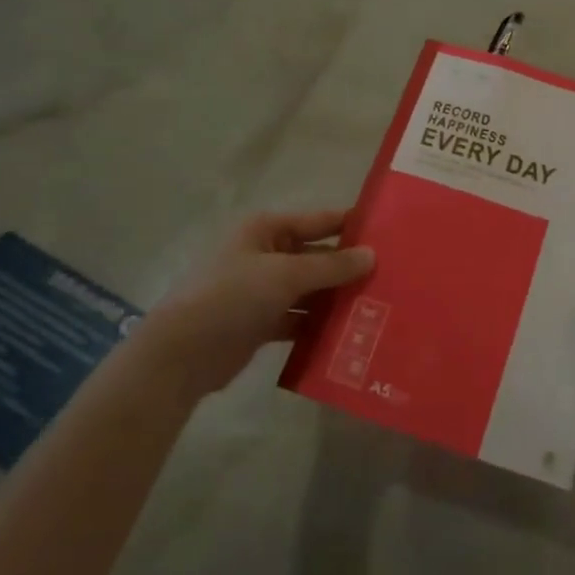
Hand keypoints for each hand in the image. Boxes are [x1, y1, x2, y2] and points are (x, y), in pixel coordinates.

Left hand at [144, 209, 373, 396]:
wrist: (182, 354)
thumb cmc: (232, 297)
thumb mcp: (285, 274)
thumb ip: (331, 266)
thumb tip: (372, 255)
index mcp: (266, 230)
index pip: (318, 220)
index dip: (350, 224)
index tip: (389, 232)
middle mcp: (265, 254)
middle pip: (316, 256)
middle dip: (348, 268)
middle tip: (392, 278)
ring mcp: (261, 290)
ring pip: (309, 290)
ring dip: (336, 298)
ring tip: (378, 307)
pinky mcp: (260, 322)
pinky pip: (298, 318)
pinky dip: (318, 325)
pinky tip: (348, 334)